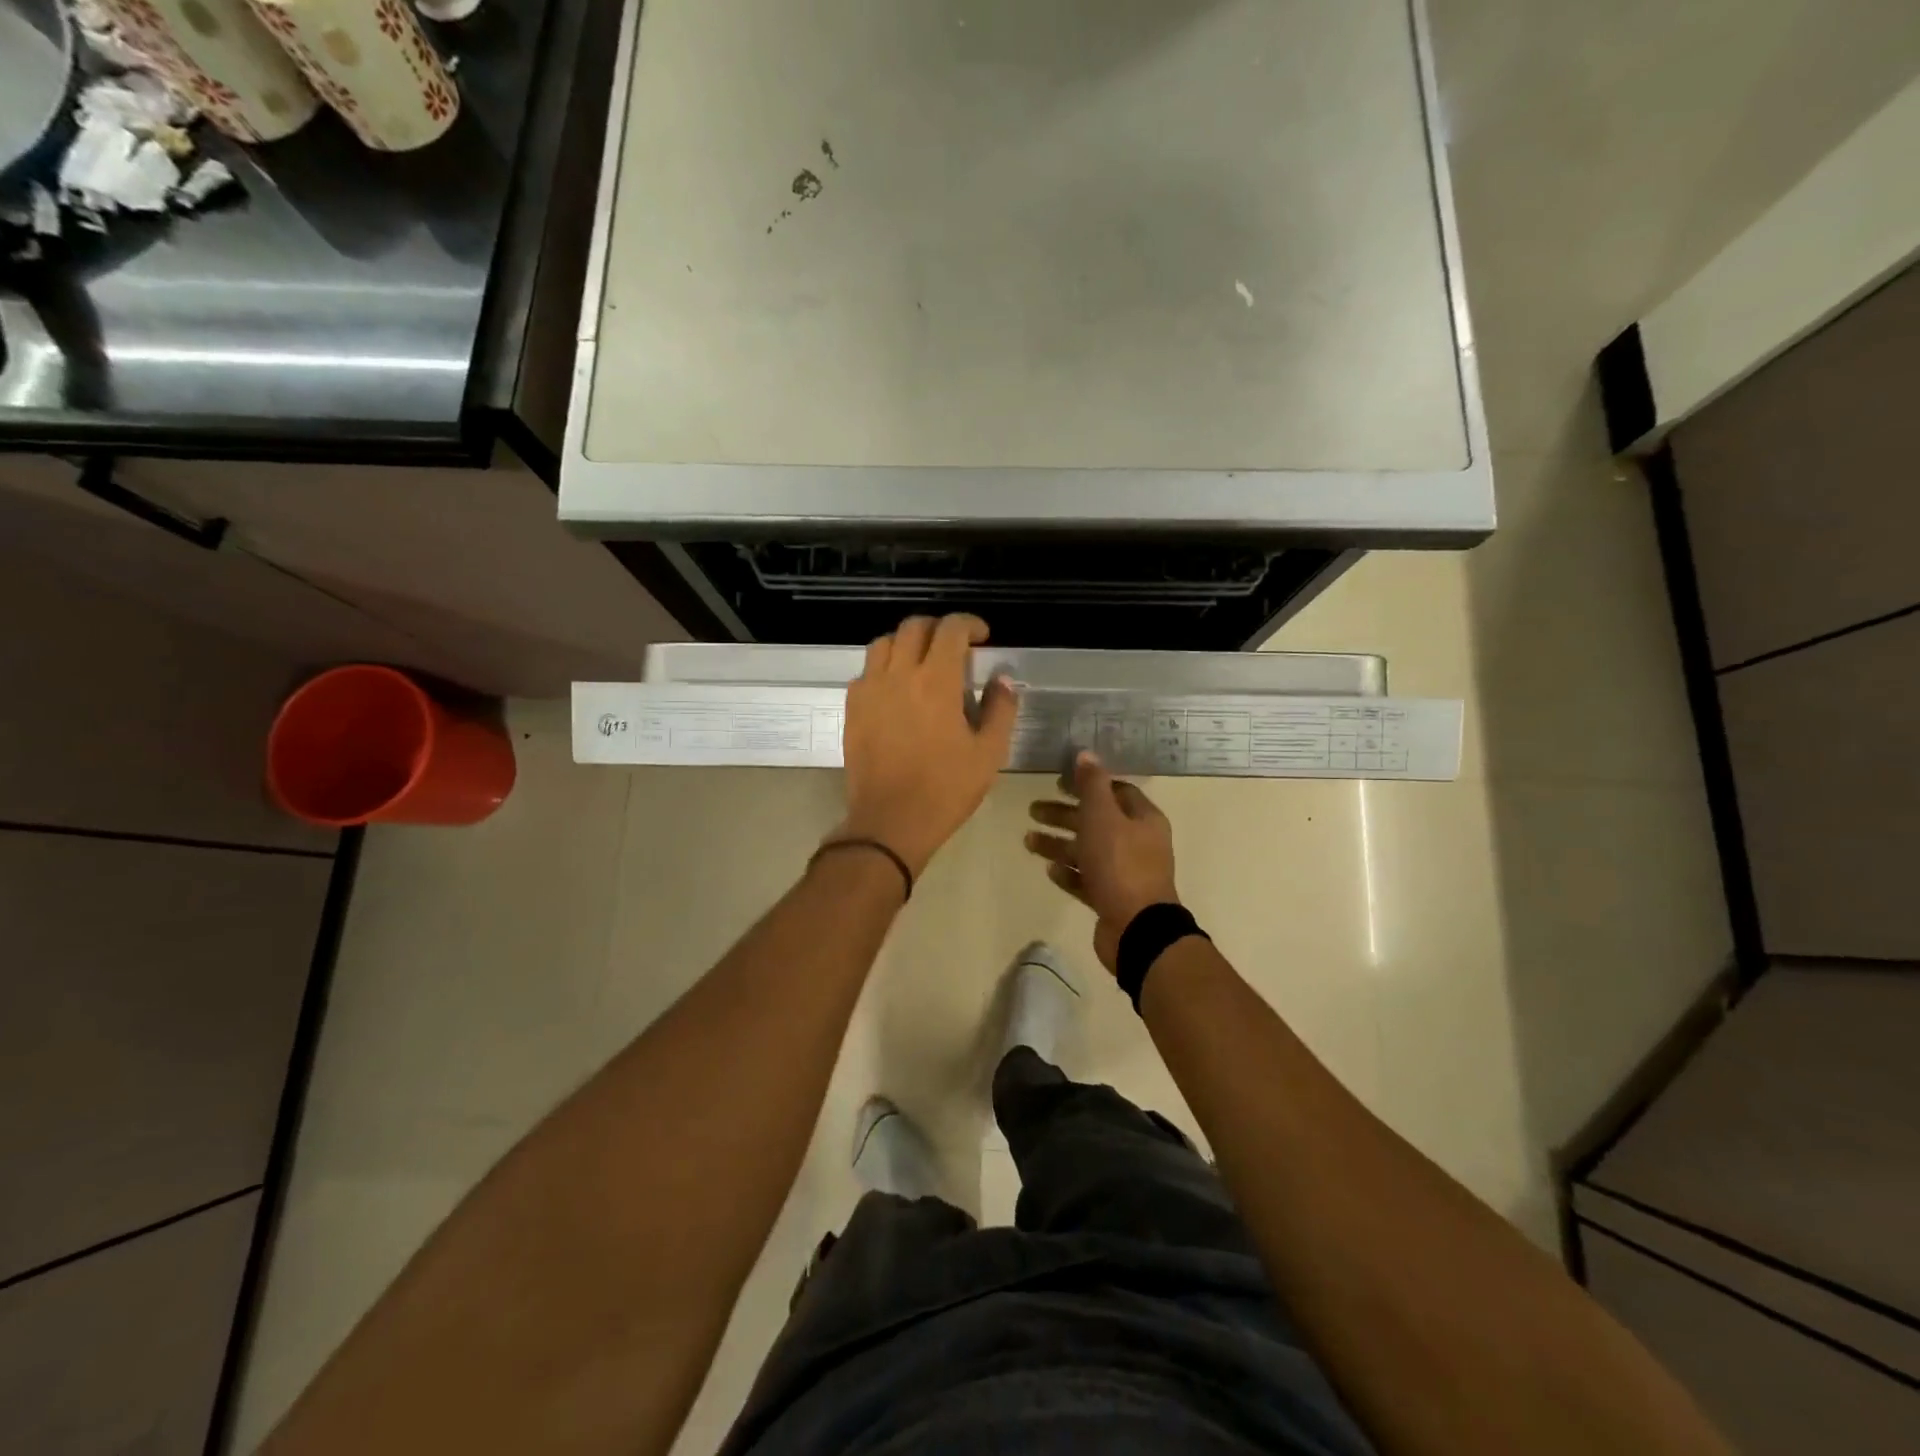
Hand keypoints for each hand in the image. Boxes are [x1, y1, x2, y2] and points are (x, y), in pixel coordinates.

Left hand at [830, 614, 1018, 877]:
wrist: (890, 821)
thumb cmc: (946, 789)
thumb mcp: (989, 753)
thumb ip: (1000, 709)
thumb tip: (1001, 679)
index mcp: (936, 681)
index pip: (951, 629)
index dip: (969, 624)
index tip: (982, 637)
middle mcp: (899, 674)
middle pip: (914, 627)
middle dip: (938, 628)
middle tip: (955, 647)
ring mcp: (870, 690)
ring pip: (884, 643)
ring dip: (907, 642)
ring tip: (922, 662)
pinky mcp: (853, 708)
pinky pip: (866, 671)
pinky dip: (884, 667)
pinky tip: (897, 689)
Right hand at [1026, 751, 1179, 972]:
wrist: (1138, 929)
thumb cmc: (1120, 864)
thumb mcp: (1103, 816)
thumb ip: (1092, 784)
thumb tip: (1085, 753)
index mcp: (1143, 819)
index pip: (1115, 791)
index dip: (1087, 784)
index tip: (1058, 782)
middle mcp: (1138, 843)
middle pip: (1097, 821)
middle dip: (1064, 815)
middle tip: (1033, 810)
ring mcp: (1126, 873)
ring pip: (1088, 851)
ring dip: (1059, 844)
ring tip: (1028, 841)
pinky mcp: (1113, 898)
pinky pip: (1087, 879)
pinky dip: (1068, 872)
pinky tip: (1049, 870)